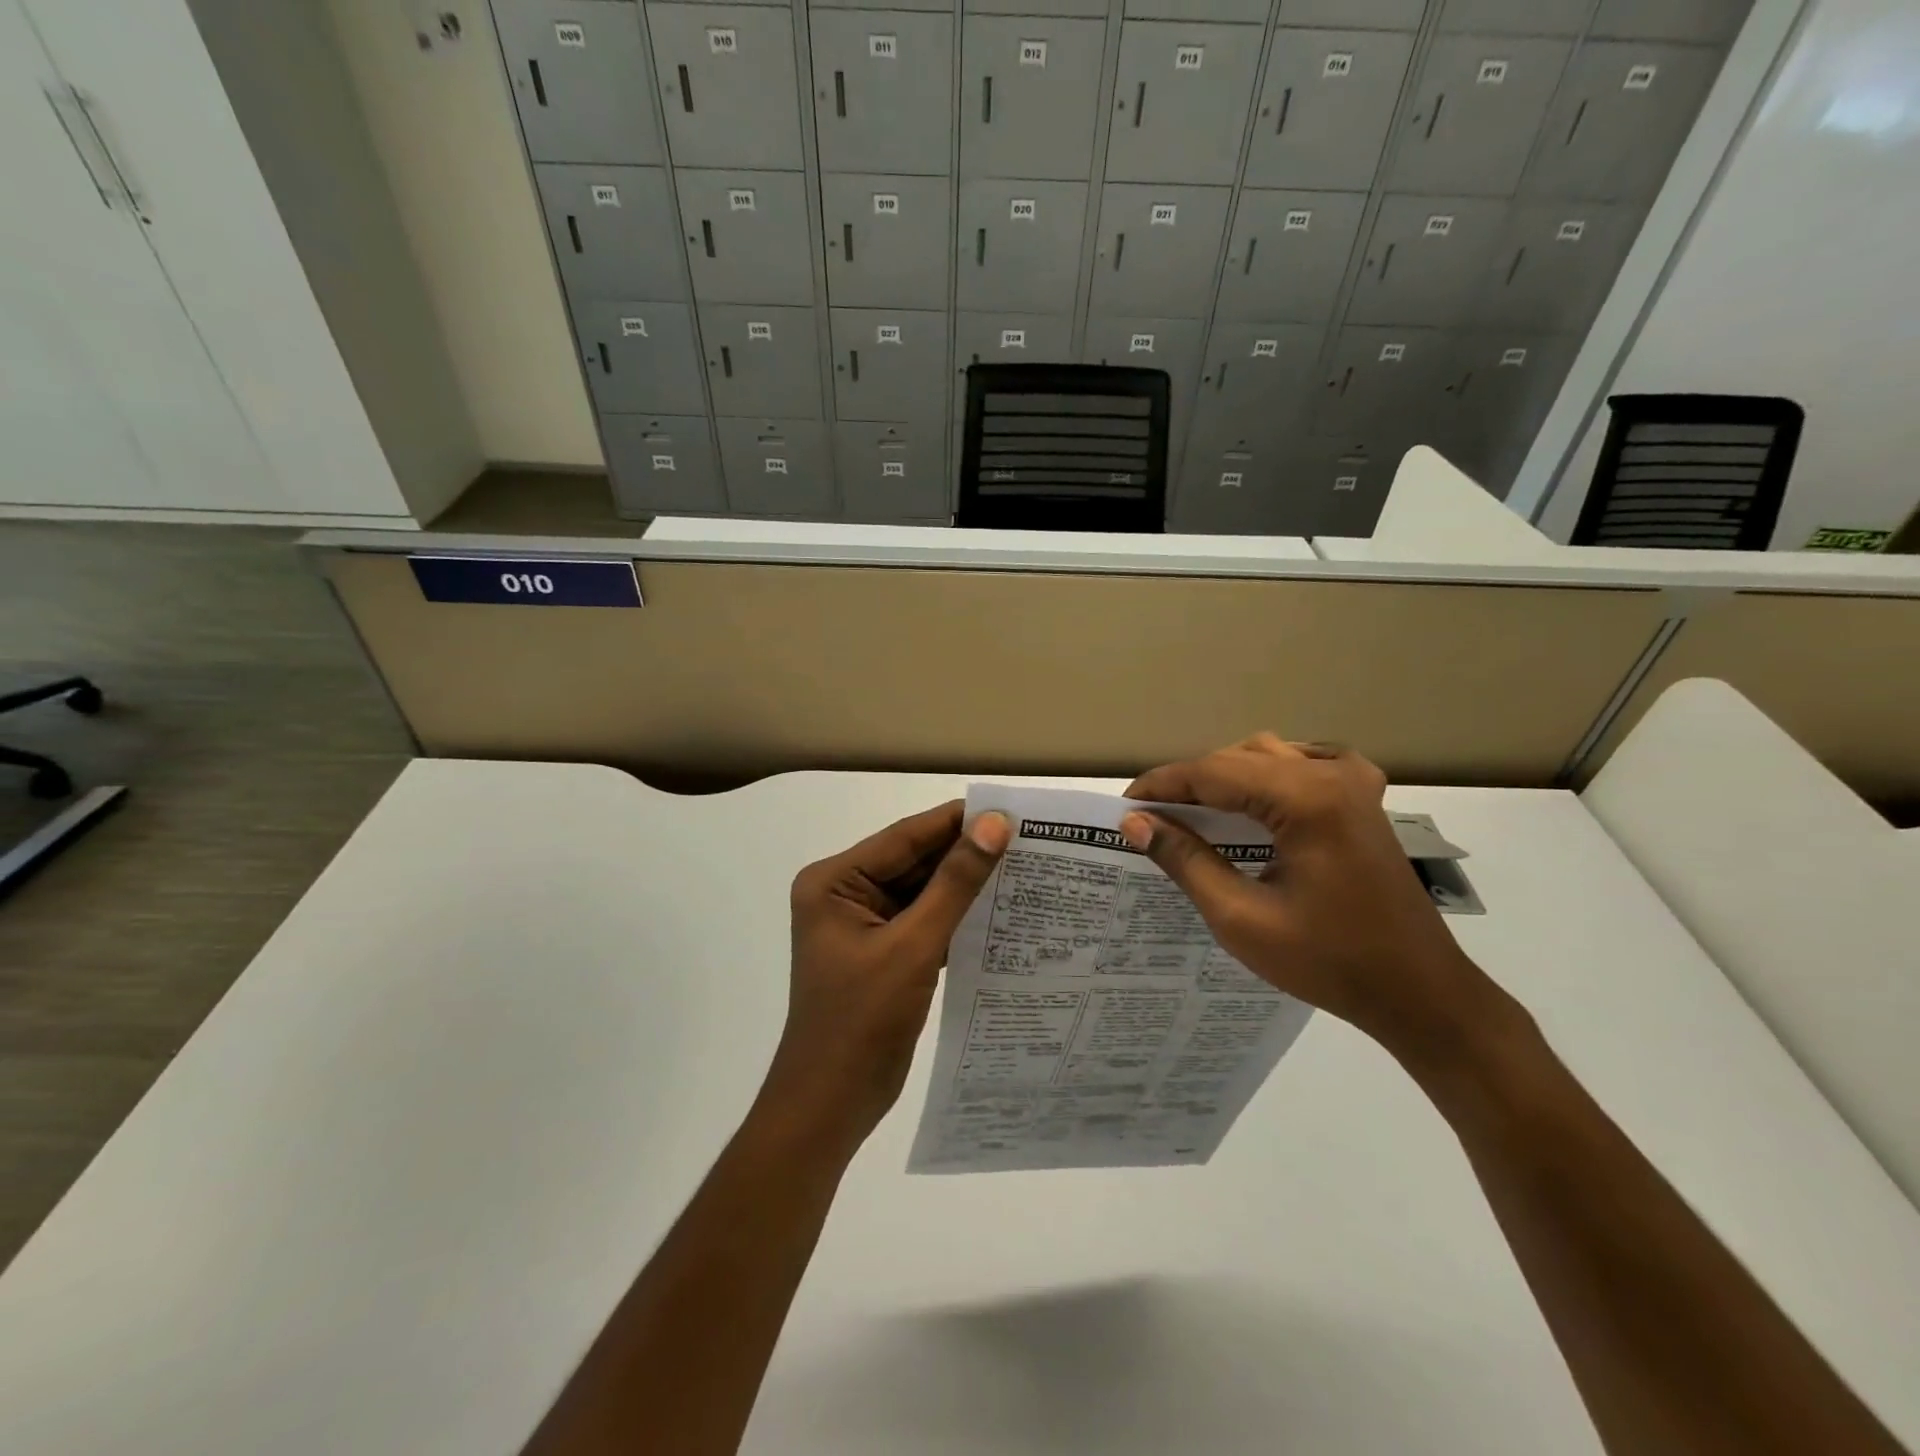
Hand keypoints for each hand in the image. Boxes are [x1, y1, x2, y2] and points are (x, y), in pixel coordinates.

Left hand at [766, 802, 1010, 1151]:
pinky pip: (923, 919)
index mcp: (834, 881)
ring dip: (963, 884)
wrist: (830, 1106)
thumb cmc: (862, 1021)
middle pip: (913, 861)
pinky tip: (998, 909)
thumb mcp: (913, 946)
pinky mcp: (881, 952)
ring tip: (1022, 867)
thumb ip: (955, 884)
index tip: (1009, 809)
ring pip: (921, 891)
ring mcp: (862, 924)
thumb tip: (995, 826)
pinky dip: (955, 916)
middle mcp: (844, 893)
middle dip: (964, 853)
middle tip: (1026, 838)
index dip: (956, 822)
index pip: (904, 837)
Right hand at [1123, 735, 1506, 1062]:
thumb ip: (1186, 860)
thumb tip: (1136, 822)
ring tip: (1190, 811)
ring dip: (1225, 776)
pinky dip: (1268, 773)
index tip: (1123, 806)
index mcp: (1307, 799)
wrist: (1419, 992)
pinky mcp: (1364, 799)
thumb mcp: (1241, 916)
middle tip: (1152, 817)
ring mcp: (1355, 782)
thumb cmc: (1328, 962)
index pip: (1213, 772)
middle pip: (1239, 759)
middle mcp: (1333, 775)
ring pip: (1269, 755)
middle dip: (1190, 783)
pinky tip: (1254, 796)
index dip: (1162, 785)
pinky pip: (1303, 763)